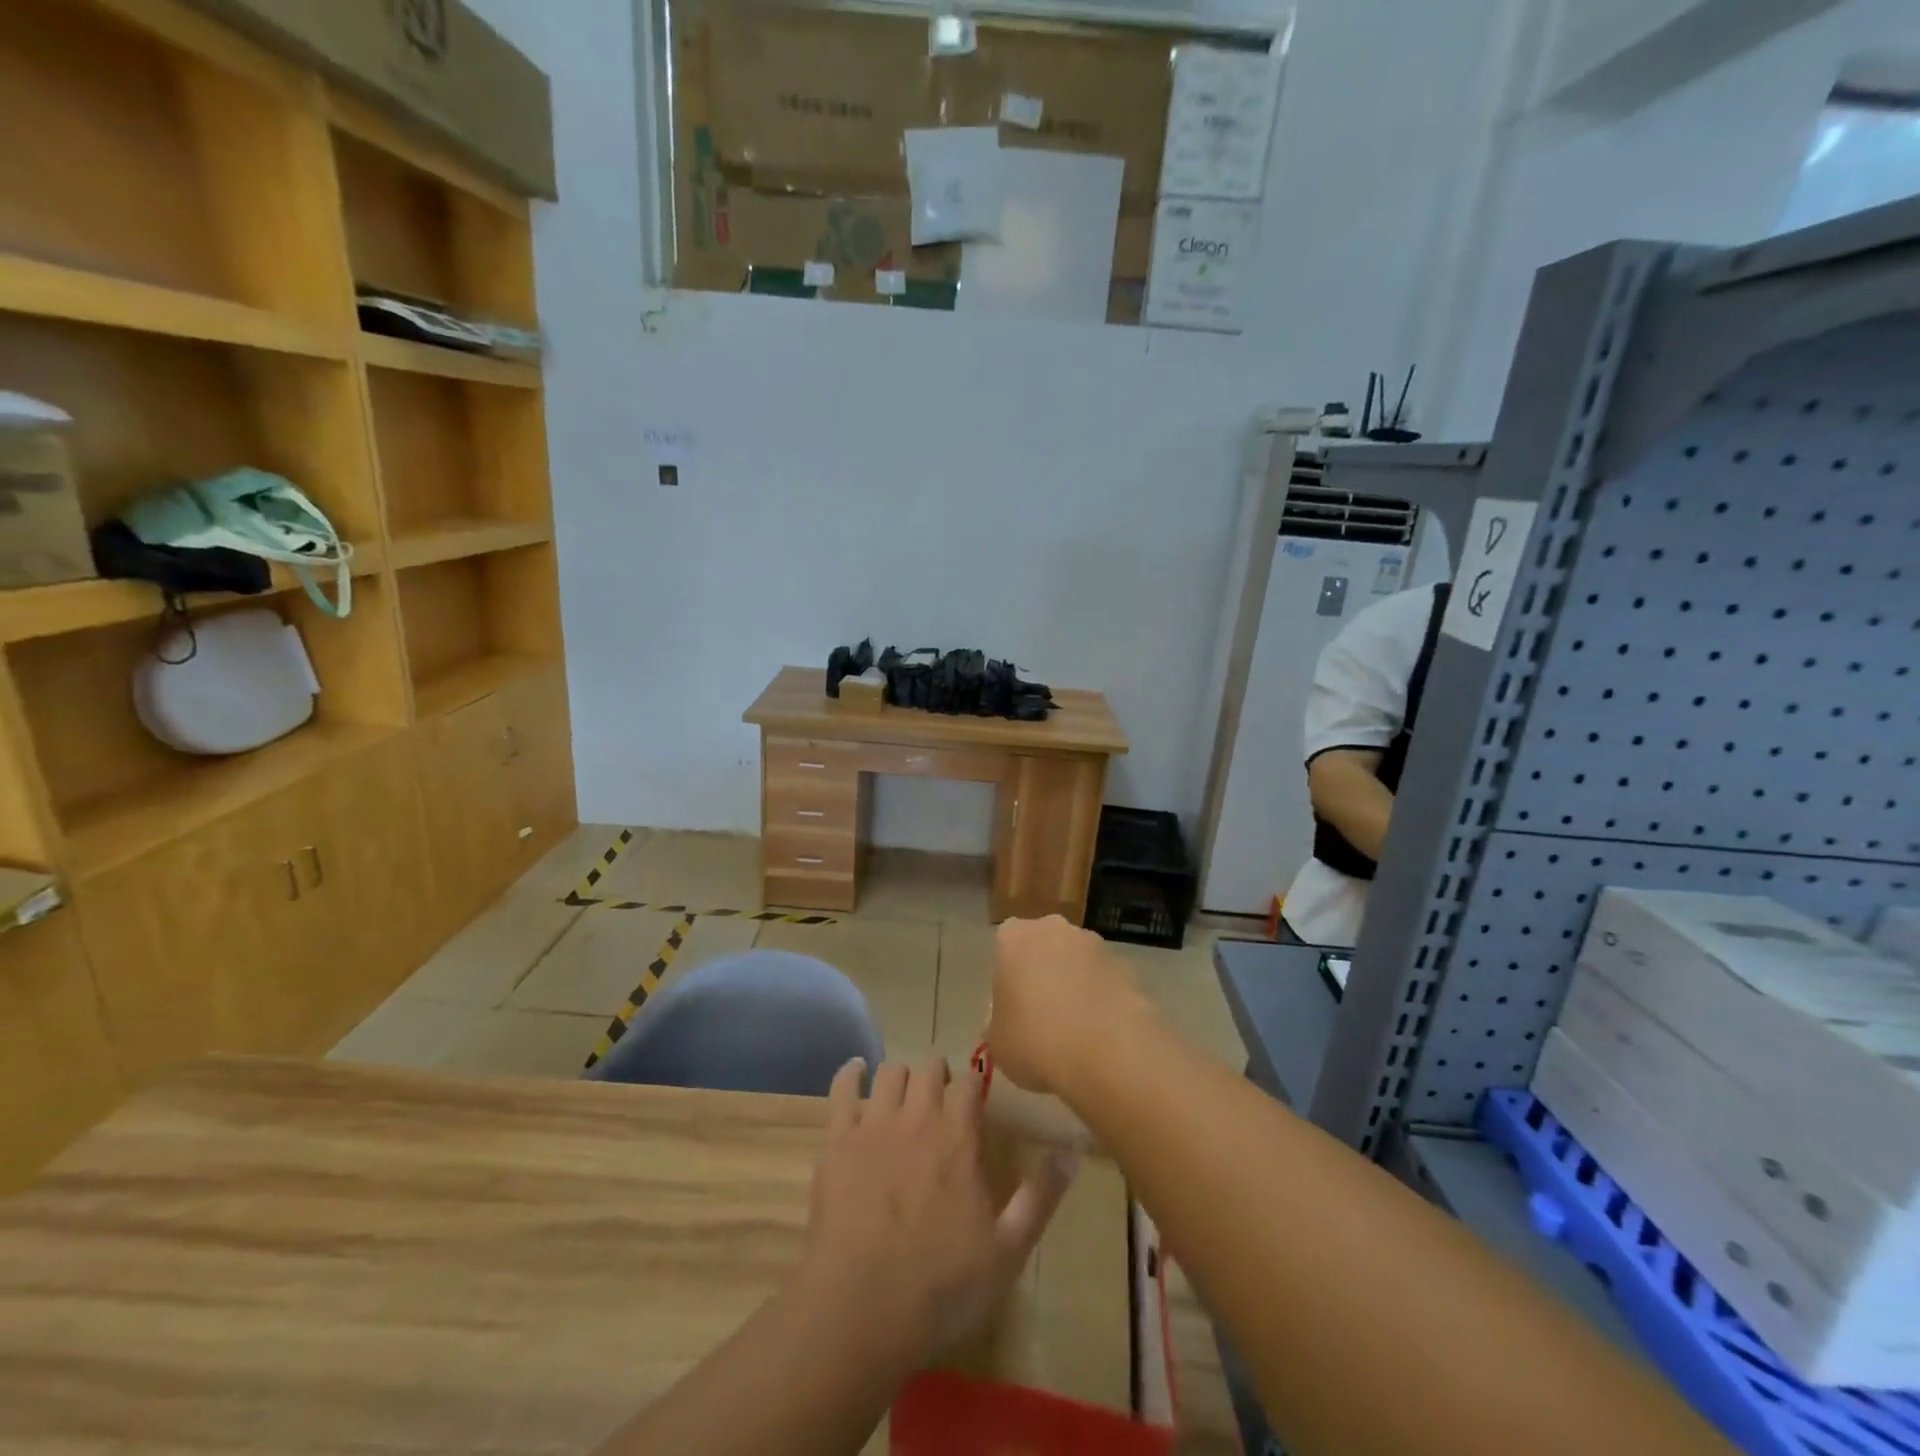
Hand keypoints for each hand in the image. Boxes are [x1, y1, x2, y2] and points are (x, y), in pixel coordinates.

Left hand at [794, 1055, 1075, 1369]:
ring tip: (903, 1095)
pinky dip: (850, 1073)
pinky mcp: (837, 1139)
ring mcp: (873, 1124)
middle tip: (939, 1097)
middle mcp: (918, 1117)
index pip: (970, 1083)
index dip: (973, 1084)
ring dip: (900, 1077)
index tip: (974, 1095)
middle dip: (937, 1075)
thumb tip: (1073, 1153)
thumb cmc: (941, 1286)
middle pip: (928, 1068)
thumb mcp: (1007, 1251)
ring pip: (889, 1072)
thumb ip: (1040, 1198)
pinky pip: (842, 1087)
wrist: (861, 1310)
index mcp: (959, 1137)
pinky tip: (856, 1072)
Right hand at [989, 916, 1151, 1095]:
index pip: (1005, 944)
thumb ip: (998, 1023)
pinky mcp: (1128, 967)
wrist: (1109, 1053)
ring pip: (1077, 962)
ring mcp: (1096, 945)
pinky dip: (1102, 999)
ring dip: (1075, 984)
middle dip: (1043, 972)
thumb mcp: (998, 1042)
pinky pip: (1105, 981)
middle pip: (1044, 946)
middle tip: (1042, 1015)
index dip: (1008, 975)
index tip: (1012, 1005)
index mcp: (1015, 938)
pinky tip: (1101, 1034)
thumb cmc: (1037, 1041)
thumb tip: (1008, 1023)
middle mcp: (1055, 929)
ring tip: (1075, 1030)